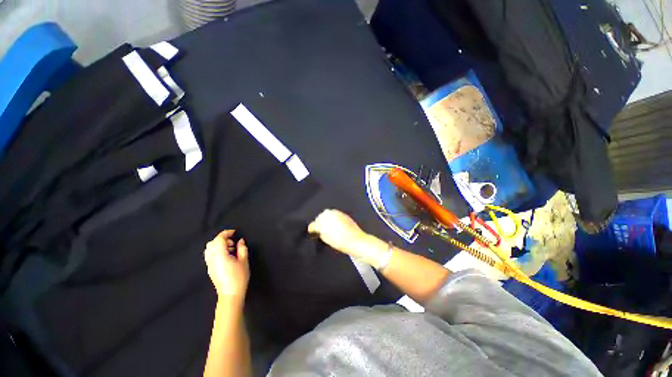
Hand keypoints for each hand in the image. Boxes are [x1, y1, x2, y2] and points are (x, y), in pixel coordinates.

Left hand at [204, 230, 249, 299]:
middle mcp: (212, 259)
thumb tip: (240, 241)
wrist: (230, 294)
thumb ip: (242, 248)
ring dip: (219, 245)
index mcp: (220, 255)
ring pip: (209, 249)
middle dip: (222, 239)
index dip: (226, 233)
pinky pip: (210, 255)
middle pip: (212, 243)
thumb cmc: (239, 277)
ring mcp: (209, 264)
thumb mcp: (244, 261)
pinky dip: (216, 251)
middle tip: (233, 243)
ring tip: (230, 250)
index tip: (234, 232)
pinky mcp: (210, 269)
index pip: (219, 239)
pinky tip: (226, 256)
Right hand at [308, 209, 369, 257]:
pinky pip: (334, 213)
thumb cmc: (341, 242)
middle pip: (320, 217)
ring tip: (327, 226)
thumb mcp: (327, 240)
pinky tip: (335, 223)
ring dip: (326, 218)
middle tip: (320, 229)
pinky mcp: (343, 214)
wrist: (356, 240)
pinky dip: (333, 217)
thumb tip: (319, 231)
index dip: (312, 229)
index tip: (311, 231)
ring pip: (327, 213)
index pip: (313, 224)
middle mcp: (329, 215)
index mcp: (323, 222)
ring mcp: (336, 213)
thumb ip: (321, 234)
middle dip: (319, 222)